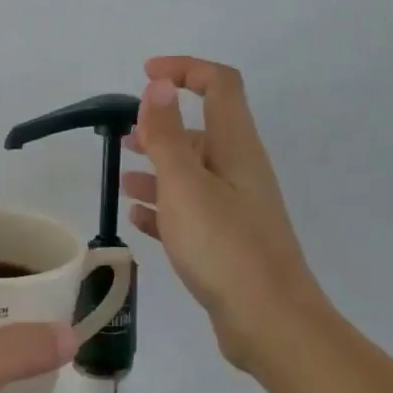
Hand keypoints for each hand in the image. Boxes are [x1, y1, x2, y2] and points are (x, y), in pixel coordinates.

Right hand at [124, 56, 325, 371]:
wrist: (269, 323)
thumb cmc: (224, 248)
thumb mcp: (186, 186)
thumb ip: (167, 136)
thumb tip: (159, 85)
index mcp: (236, 148)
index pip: (219, 86)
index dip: (185, 69)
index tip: (145, 75)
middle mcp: (239, 171)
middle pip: (203, 131)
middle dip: (162, 126)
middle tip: (125, 137)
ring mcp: (235, 208)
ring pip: (193, 174)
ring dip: (158, 168)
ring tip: (123, 180)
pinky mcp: (227, 242)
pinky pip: (191, 212)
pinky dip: (164, 207)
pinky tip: (139, 217)